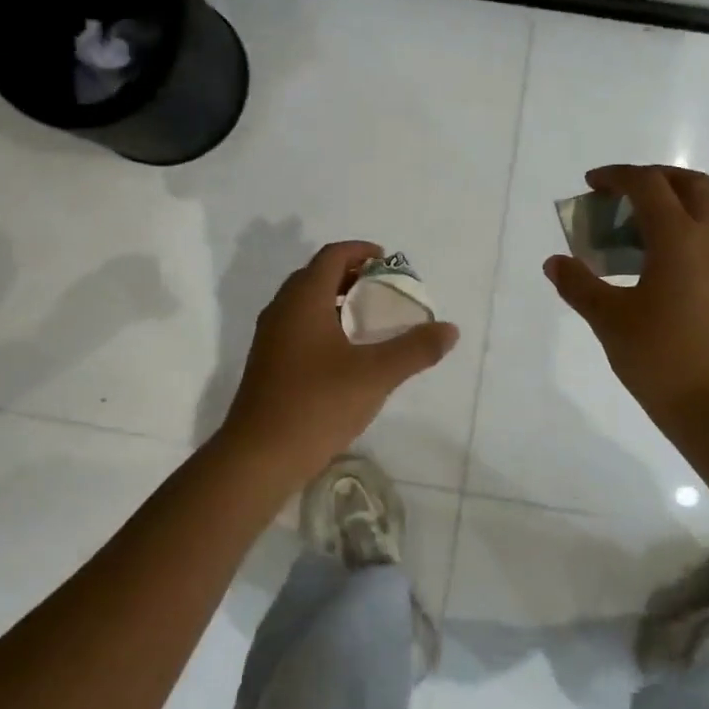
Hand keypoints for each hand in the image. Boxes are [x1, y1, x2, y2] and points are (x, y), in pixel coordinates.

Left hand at [219, 241, 459, 479]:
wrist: (259, 457)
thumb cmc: (317, 404)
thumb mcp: (375, 375)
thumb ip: (415, 349)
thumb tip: (449, 329)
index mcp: (303, 300)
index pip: (332, 256)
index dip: (361, 251)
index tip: (388, 262)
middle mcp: (282, 310)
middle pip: (317, 276)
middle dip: (351, 275)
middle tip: (384, 291)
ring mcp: (270, 338)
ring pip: (305, 303)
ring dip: (337, 301)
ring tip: (370, 321)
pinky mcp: (268, 363)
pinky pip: (298, 327)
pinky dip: (324, 324)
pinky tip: (345, 354)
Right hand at [544, 164, 708, 439]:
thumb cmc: (663, 360)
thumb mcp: (609, 321)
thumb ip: (579, 285)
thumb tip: (555, 263)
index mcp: (680, 239)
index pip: (648, 185)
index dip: (617, 176)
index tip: (591, 184)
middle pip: (690, 185)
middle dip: (654, 179)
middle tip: (621, 196)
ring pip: (705, 214)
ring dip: (670, 209)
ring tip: (631, 238)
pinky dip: (682, 237)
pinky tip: (656, 273)